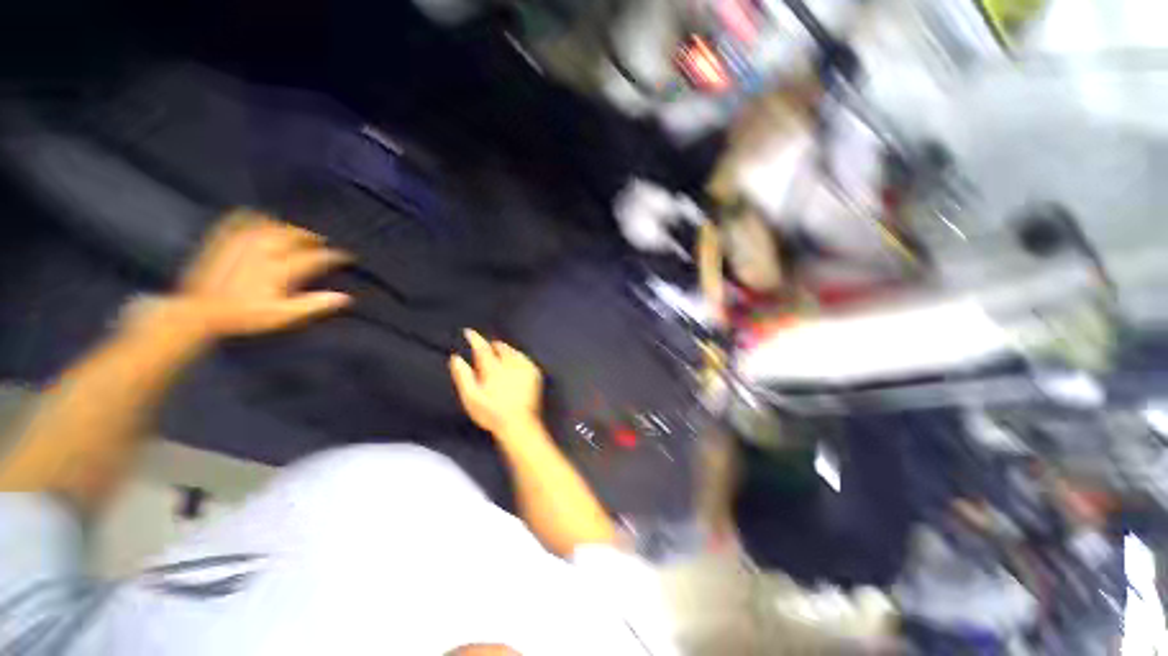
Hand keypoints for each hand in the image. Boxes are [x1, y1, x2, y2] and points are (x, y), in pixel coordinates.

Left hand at [176, 210, 351, 338]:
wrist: (199, 312)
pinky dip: (253, 216)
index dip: (333, 256)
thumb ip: (313, 304)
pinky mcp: (222, 241)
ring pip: (270, 225)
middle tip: (320, 241)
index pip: (315, 258)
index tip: (345, 257)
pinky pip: (240, 220)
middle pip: (293, 236)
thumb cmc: (245, 316)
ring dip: (286, 226)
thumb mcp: (283, 315)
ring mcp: (241, 243)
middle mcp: (264, 251)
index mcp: (280, 269)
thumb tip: (345, 297)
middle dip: (310, 237)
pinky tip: (259, 216)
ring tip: (294, 230)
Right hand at [449, 329, 541, 434]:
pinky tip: (514, 361)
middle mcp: (510, 364)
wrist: (519, 423)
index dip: (475, 338)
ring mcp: (524, 368)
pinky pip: (524, 358)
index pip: (482, 348)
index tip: (469, 332)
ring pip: (513, 351)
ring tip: (499, 353)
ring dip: (505, 349)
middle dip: (491, 345)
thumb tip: (456, 359)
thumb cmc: (491, 413)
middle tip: (485, 348)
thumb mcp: (471, 398)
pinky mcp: (534, 373)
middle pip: (499, 347)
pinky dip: (517, 356)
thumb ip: (463, 376)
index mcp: (493, 369)